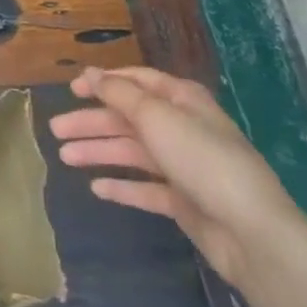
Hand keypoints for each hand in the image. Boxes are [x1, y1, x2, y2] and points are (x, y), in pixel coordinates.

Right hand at [49, 66, 299, 286]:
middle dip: (92, 122)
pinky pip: (145, 188)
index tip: (71, 90)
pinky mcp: (184, 201)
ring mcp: (184, 166)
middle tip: (55, 130)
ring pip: (132, 152)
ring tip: (65, 158)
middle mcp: (182, 128)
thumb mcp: (156, 117)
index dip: (103, 82)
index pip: (137, 82)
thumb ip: (119, 94)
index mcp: (182, 100)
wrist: (251, 232)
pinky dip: (122, 186)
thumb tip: (91, 73)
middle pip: (128, 118)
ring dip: (99, 152)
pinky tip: (97, 188)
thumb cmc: (202, 160)